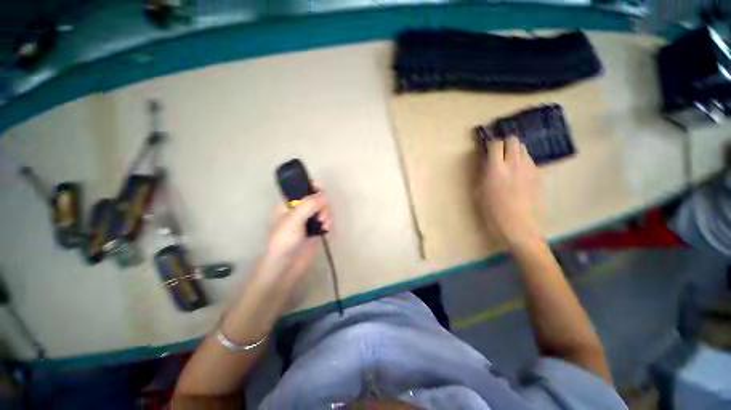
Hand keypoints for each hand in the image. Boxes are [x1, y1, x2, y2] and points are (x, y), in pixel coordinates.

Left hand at [259, 191, 332, 284]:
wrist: (286, 266)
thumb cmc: (284, 240)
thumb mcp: (294, 219)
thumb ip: (309, 205)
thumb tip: (324, 195)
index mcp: (288, 205)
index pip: (301, 190)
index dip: (311, 187)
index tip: (320, 190)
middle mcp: (299, 211)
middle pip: (316, 199)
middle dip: (322, 204)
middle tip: (321, 213)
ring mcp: (308, 221)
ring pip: (323, 209)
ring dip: (326, 213)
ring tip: (324, 222)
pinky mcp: (316, 230)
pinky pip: (326, 220)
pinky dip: (328, 221)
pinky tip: (327, 227)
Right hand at [478, 136, 542, 247]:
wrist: (518, 224)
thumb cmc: (492, 211)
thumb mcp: (480, 191)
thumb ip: (484, 173)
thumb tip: (487, 162)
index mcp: (496, 168)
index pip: (496, 144)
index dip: (491, 144)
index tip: (488, 150)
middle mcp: (514, 163)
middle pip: (513, 140)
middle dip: (506, 143)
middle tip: (500, 153)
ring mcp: (529, 168)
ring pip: (524, 149)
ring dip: (515, 152)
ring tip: (510, 163)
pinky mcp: (539, 175)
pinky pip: (530, 161)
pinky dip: (523, 163)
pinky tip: (520, 175)